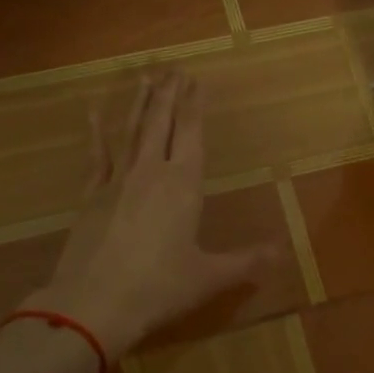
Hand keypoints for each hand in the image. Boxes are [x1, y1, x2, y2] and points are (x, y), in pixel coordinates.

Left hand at [22, 69, 267, 358]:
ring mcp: (116, 181)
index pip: (191, 134)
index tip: (196, 79)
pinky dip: (96, 131)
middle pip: (161, 123)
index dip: (194, 105)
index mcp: (182, 185)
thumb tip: (283, 252)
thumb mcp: (208, 277)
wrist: (92, 304)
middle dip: (170, 95)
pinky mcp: (90, 195)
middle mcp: (150, 172)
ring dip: (140, 103)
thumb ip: (246, 262)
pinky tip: (94, 111)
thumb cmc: (158, 288)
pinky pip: (96, 155)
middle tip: (173, 68)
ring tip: (146, 77)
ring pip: (131, 131)